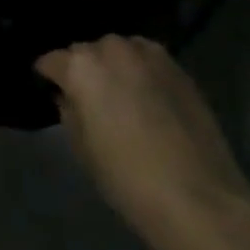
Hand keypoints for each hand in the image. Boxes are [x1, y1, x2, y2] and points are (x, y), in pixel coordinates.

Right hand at [36, 36, 249, 249]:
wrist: (201, 200)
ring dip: (113, 66)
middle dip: (82, 69)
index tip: (49, 89)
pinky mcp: (179, 68)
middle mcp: (111, 49)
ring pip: (118, 51)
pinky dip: (141, 72)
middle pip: (86, 52)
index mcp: (80, 66)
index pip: (51, 61)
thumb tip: (68, 96)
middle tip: (87, 97)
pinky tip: (147, 98)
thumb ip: (69, 111)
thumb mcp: (82, 149)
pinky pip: (147, 60)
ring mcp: (148, 55)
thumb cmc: (128, 179)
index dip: (48, 76)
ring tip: (119, 94)